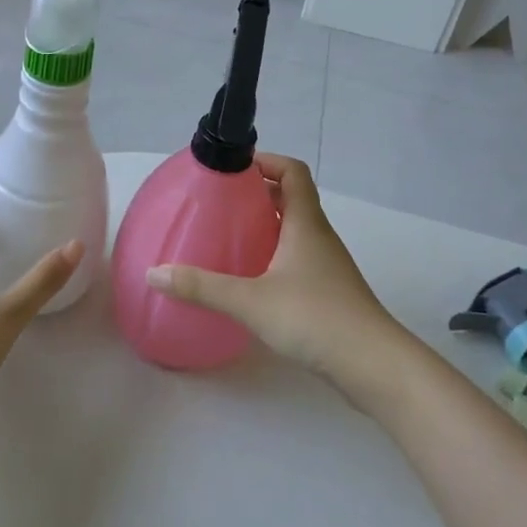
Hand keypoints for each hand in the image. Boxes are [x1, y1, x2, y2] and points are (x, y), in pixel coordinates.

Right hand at [146, 154, 416, 401]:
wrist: (373, 365)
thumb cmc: (315, 318)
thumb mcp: (250, 301)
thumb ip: (202, 287)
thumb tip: (154, 274)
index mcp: (306, 223)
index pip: (293, 171)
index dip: (266, 161)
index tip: (234, 168)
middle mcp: (319, 236)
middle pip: (293, 198)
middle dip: (259, 193)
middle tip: (222, 202)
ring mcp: (327, 265)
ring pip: (296, 229)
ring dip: (268, 224)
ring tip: (231, 235)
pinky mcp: (329, 291)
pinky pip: (298, 258)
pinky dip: (275, 254)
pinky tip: (252, 278)